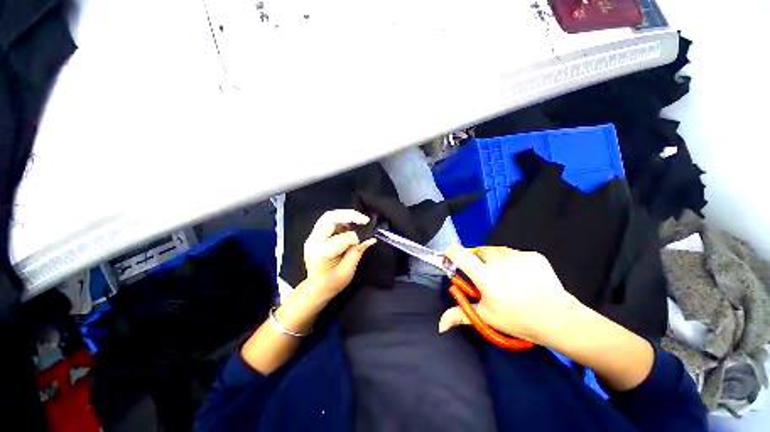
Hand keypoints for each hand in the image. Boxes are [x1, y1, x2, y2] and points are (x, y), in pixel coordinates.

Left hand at [303, 209, 376, 300]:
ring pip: (328, 217)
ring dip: (345, 216)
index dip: (356, 238)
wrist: (315, 289)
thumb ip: (358, 252)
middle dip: (349, 215)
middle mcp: (314, 241)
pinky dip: (341, 220)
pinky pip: (328, 222)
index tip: (365, 241)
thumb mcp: (347, 271)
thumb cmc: (331, 284)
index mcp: (321, 252)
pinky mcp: (316, 236)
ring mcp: (313, 237)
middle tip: (364, 219)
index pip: (342, 237)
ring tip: (359, 220)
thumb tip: (371, 239)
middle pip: (330, 218)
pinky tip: (350, 225)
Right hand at [439, 246, 579, 345]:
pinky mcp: (533, 255)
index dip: (451, 252)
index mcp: (487, 279)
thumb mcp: (486, 317)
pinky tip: (521, 275)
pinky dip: (511, 261)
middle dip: (477, 260)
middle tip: (486, 276)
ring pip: (496, 250)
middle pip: (479, 251)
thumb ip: (461, 315)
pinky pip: (513, 252)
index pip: (461, 254)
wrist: (559, 319)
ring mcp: (519, 257)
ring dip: (494, 259)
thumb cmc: (518, 320)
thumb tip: (440, 325)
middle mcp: (501, 263)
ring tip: (505, 276)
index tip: (450, 258)